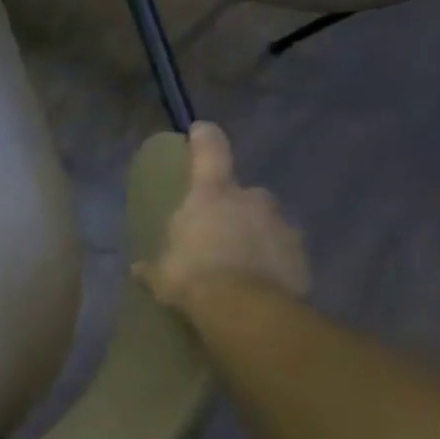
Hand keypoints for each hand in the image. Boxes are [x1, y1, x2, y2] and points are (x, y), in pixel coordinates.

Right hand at [134, 122, 308, 310]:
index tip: (199, 129)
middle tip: (220, 228)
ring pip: (268, 222)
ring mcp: (282, 226)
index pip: (210, 152)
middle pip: (245, 193)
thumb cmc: (192, 277)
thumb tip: (137, 269)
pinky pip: (283, 251)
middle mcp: (251, 200)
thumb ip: (152, 267)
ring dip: (256, 234)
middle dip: (236, 206)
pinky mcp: (302, 255)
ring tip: (241, 260)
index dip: (204, 138)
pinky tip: (259, 281)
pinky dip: (273, 260)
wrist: (246, 309)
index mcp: (211, 195)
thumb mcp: (162, 274)